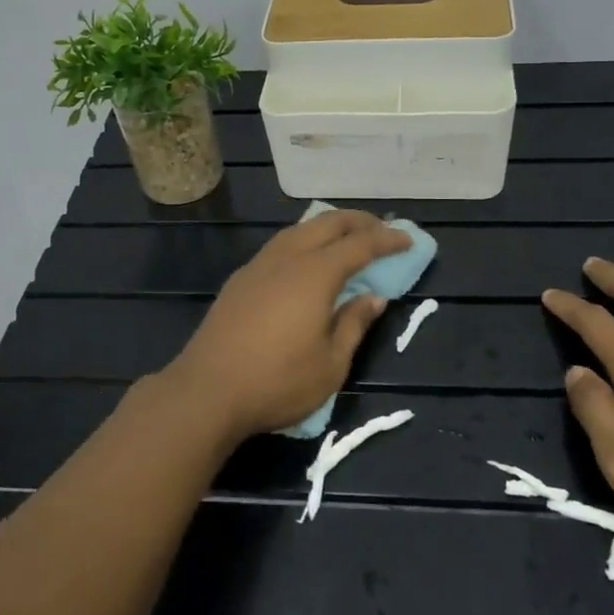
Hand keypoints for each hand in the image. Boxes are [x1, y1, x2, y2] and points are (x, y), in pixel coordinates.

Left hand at [159, 210, 408, 438]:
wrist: (206, 392)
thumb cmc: (277, 383)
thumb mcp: (330, 364)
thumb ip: (354, 325)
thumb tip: (374, 298)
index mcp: (314, 274)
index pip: (359, 245)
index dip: (386, 240)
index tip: (407, 239)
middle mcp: (286, 258)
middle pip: (327, 224)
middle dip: (359, 222)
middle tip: (382, 231)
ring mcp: (258, 266)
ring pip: (299, 230)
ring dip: (328, 227)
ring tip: (347, 239)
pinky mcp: (240, 280)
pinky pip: (281, 245)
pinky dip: (305, 241)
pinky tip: (307, 260)